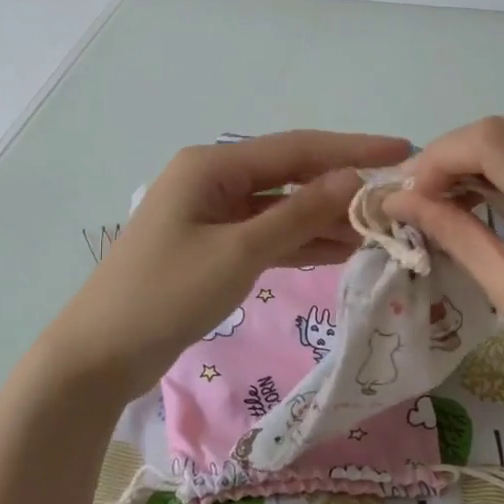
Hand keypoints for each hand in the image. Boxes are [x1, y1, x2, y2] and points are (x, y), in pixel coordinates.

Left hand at [46, 130, 410, 398]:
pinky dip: (301, 243)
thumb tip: (351, 180)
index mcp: (212, 165)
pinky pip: (268, 236)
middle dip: (342, 187)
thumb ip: (297, 214)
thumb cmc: (166, 294)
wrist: (101, 354)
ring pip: (282, 209)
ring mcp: (213, 215)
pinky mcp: (215, 247)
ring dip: (326, 219)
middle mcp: (214, 180)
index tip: (403, 151)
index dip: (352, 150)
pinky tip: (343, 251)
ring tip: (380, 230)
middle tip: (398, 199)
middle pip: (291, 176)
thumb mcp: (239, 252)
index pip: (296, 148)